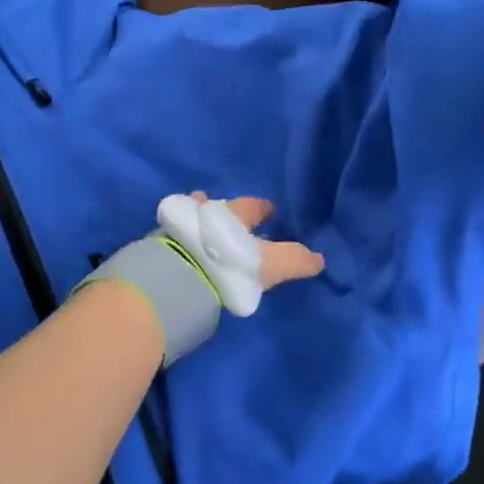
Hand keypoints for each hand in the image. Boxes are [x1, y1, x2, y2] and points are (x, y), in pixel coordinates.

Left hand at [191, 193, 324, 290]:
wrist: (179, 277)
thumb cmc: (231, 263)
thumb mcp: (271, 264)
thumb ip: (296, 261)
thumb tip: (320, 259)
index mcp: (237, 214)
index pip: (254, 205)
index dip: (262, 208)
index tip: (268, 211)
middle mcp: (209, 212)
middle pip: (221, 207)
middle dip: (228, 211)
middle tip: (234, 219)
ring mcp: (182, 225)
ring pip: (196, 216)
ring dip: (202, 220)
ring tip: (206, 230)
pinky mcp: (163, 243)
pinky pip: (178, 234)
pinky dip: (184, 237)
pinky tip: (186, 248)